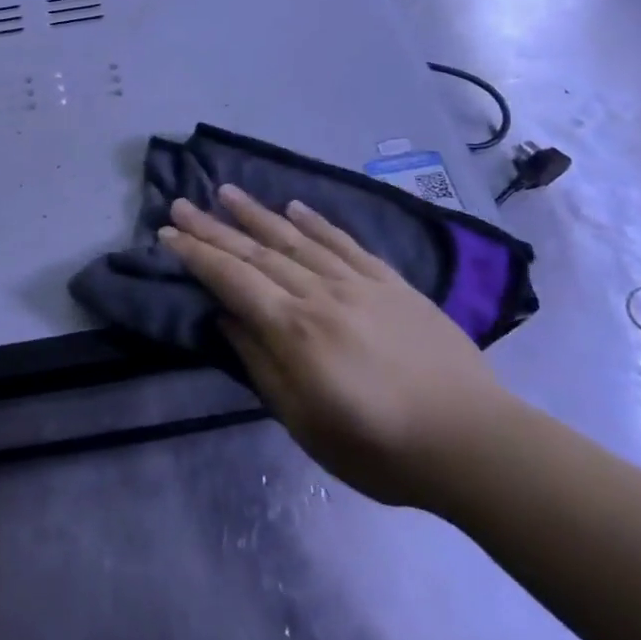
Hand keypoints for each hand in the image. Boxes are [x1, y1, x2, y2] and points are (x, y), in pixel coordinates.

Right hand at [159, 187, 511, 509]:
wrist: (474, 442)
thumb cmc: (379, 447)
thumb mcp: (304, 422)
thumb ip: (261, 365)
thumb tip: (226, 318)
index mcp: (295, 330)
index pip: (232, 280)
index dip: (196, 255)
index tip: (166, 234)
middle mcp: (321, 294)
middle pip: (257, 253)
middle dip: (213, 227)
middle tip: (181, 203)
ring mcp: (359, 283)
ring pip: (297, 239)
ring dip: (257, 214)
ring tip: (226, 192)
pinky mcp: (392, 283)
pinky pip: (346, 243)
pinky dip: (317, 222)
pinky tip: (295, 207)